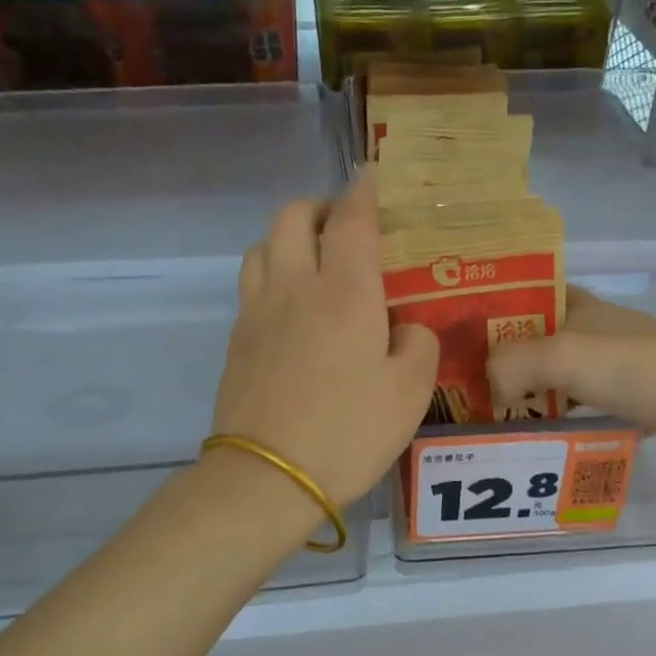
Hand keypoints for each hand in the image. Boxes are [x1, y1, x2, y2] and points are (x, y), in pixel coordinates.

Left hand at [211, 173, 437, 505]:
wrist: (269, 478)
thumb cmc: (348, 433)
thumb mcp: (410, 394)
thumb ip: (418, 346)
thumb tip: (406, 330)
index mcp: (345, 292)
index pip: (352, 220)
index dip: (364, 192)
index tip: (371, 178)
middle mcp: (295, 287)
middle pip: (293, 217)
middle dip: (319, 208)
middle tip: (343, 227)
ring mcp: (257, 313)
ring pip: (262, 246)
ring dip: (287, 239)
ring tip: (311, 262)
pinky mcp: (236, 343)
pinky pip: (251, 287)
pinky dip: (271, 277)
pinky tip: (289, 309)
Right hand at [486, 287, 655, 465]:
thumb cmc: (630, 368)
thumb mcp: (558, 357)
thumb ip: (510, 365)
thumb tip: (490, 391)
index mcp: (583, 306)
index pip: (532, 298)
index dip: (501, 313)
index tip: (469, 342)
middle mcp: (602, 330)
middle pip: (545, 342)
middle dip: (512, 363)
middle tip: (478, 392)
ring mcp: (624, 364)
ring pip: (567, 377)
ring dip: (539, 395)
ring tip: (505, 421)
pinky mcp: (641, 398)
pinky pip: (591, 406)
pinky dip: (569, 419)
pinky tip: (551, 438)